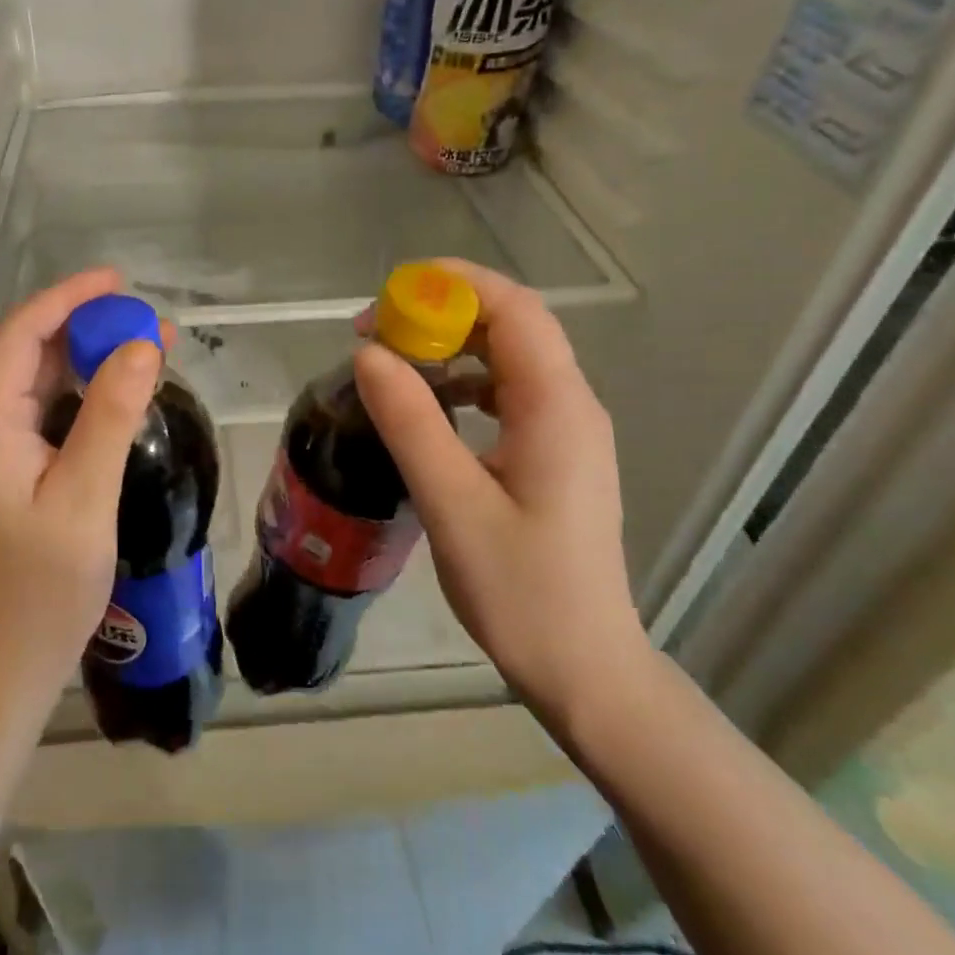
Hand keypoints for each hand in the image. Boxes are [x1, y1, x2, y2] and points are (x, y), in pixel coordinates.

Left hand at [0, 269, 164, 700]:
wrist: (6, 667)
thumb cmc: (42, 590)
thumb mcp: (85, 498)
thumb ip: (111, 416)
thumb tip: (141, 344)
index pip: (18, 337)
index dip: (65, 300)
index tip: (117, 283)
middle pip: (27, 354)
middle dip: (83, 327)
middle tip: (144, 318)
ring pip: (38, 383)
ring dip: (87, 358)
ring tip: (144, 344)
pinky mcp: (11, 472)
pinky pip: (46, 413)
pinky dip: (83, 392)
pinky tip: (120, 390)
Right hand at [352, 259, 648, 723]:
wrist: (584, 668)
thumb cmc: (521, 591)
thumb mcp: (452, 503)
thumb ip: (411, 423)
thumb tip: (369, 353)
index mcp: (556, 407)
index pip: (514, 309)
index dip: (453, 285)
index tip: (389, 296)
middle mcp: (570, 405)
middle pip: (512, 325)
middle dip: (444, 312)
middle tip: (378, 332)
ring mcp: (566, 430)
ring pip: (508, 357)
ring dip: (451, 346)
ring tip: (394, 364)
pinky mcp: (553, 453)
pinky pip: (507, 392)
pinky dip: (464, 382)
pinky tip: (429, 407)